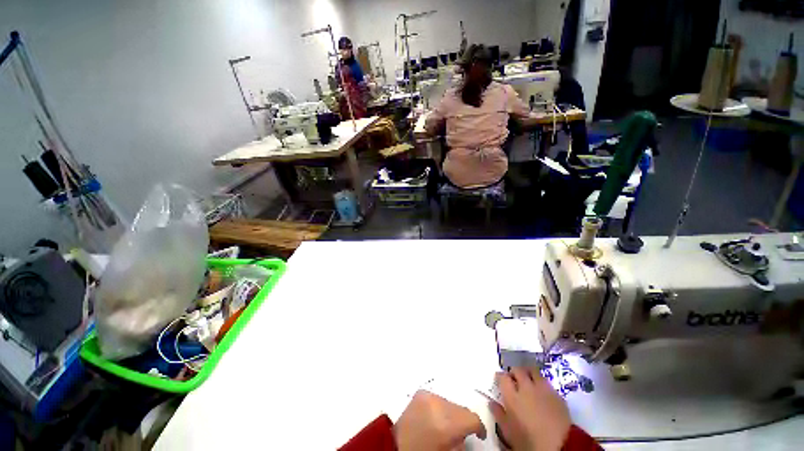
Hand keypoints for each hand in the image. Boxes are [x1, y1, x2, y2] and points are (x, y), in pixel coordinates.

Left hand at [394, 390, 486, 450]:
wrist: (395, 446)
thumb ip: (461, 441)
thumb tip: (466, 434)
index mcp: (446, 423)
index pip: (471, 418)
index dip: (479, 427)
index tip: (479, 435)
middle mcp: (438, 404)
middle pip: (460, 408)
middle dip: (463, 420)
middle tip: (461, 433)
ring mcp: (428, 395)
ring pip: (450, 401)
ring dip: (451, 412)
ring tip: (445, 426)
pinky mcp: (420, 392)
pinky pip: (437, 398)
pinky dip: (440, 407)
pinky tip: (436, 417)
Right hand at [490, 368, 570, 450]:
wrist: (560, 447)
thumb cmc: (530, 442)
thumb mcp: (509, 432)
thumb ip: (499, 415)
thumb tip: (492, 403)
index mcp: (512, 396)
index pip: (503, 377)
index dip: (500, 376)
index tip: (499, 379)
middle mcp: (526, 388)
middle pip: (518, 370)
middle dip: (514, 372)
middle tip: (513, 379)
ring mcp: (543, 389)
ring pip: (533, 371)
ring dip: (528, 373)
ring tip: (527, 380)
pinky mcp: (557, 394)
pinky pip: (546, 382)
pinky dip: (541, 383)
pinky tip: (541, 392)